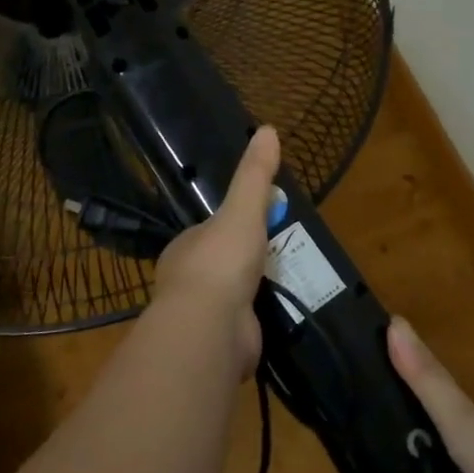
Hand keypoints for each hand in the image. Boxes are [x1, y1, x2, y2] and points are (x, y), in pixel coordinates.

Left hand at [150, 126, 280, 371]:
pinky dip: (259, 321)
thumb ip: (254, 175)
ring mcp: (203, 315)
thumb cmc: (220, 262)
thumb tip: (268, 129)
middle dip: (246, 261)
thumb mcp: (242, 210)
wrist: (210, 330)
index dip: (234, 225)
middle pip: (221, 264)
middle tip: (282, 254)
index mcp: (186, 248)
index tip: (260, 223)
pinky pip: (243, 326)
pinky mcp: (220, 344)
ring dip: (254, 292)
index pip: (210, 231)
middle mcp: (188, 281)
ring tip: (287, 284)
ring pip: (232, 297)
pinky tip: (280, 316)